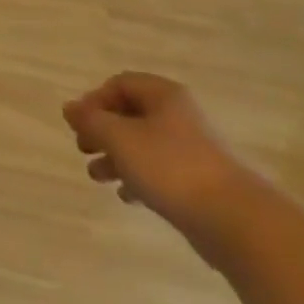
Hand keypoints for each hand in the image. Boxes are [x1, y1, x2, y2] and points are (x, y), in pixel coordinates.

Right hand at [63, 73, 261, 256]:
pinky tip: (127, 196)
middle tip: (83, 148)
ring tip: (97, 176)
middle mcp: (178, 115)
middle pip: (130, 113)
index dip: (94, 100)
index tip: (78, 125)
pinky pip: (159, 169)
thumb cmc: (170, 167)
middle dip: (103, 130)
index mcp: (163, 95)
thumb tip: (69, 107)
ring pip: (143, 143)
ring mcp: (191, 148)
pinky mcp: (198, 180)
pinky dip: (138, 177)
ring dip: (116, 156)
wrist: (234, 219)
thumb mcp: (120, 139)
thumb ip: (91, 121)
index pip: (120, 84)